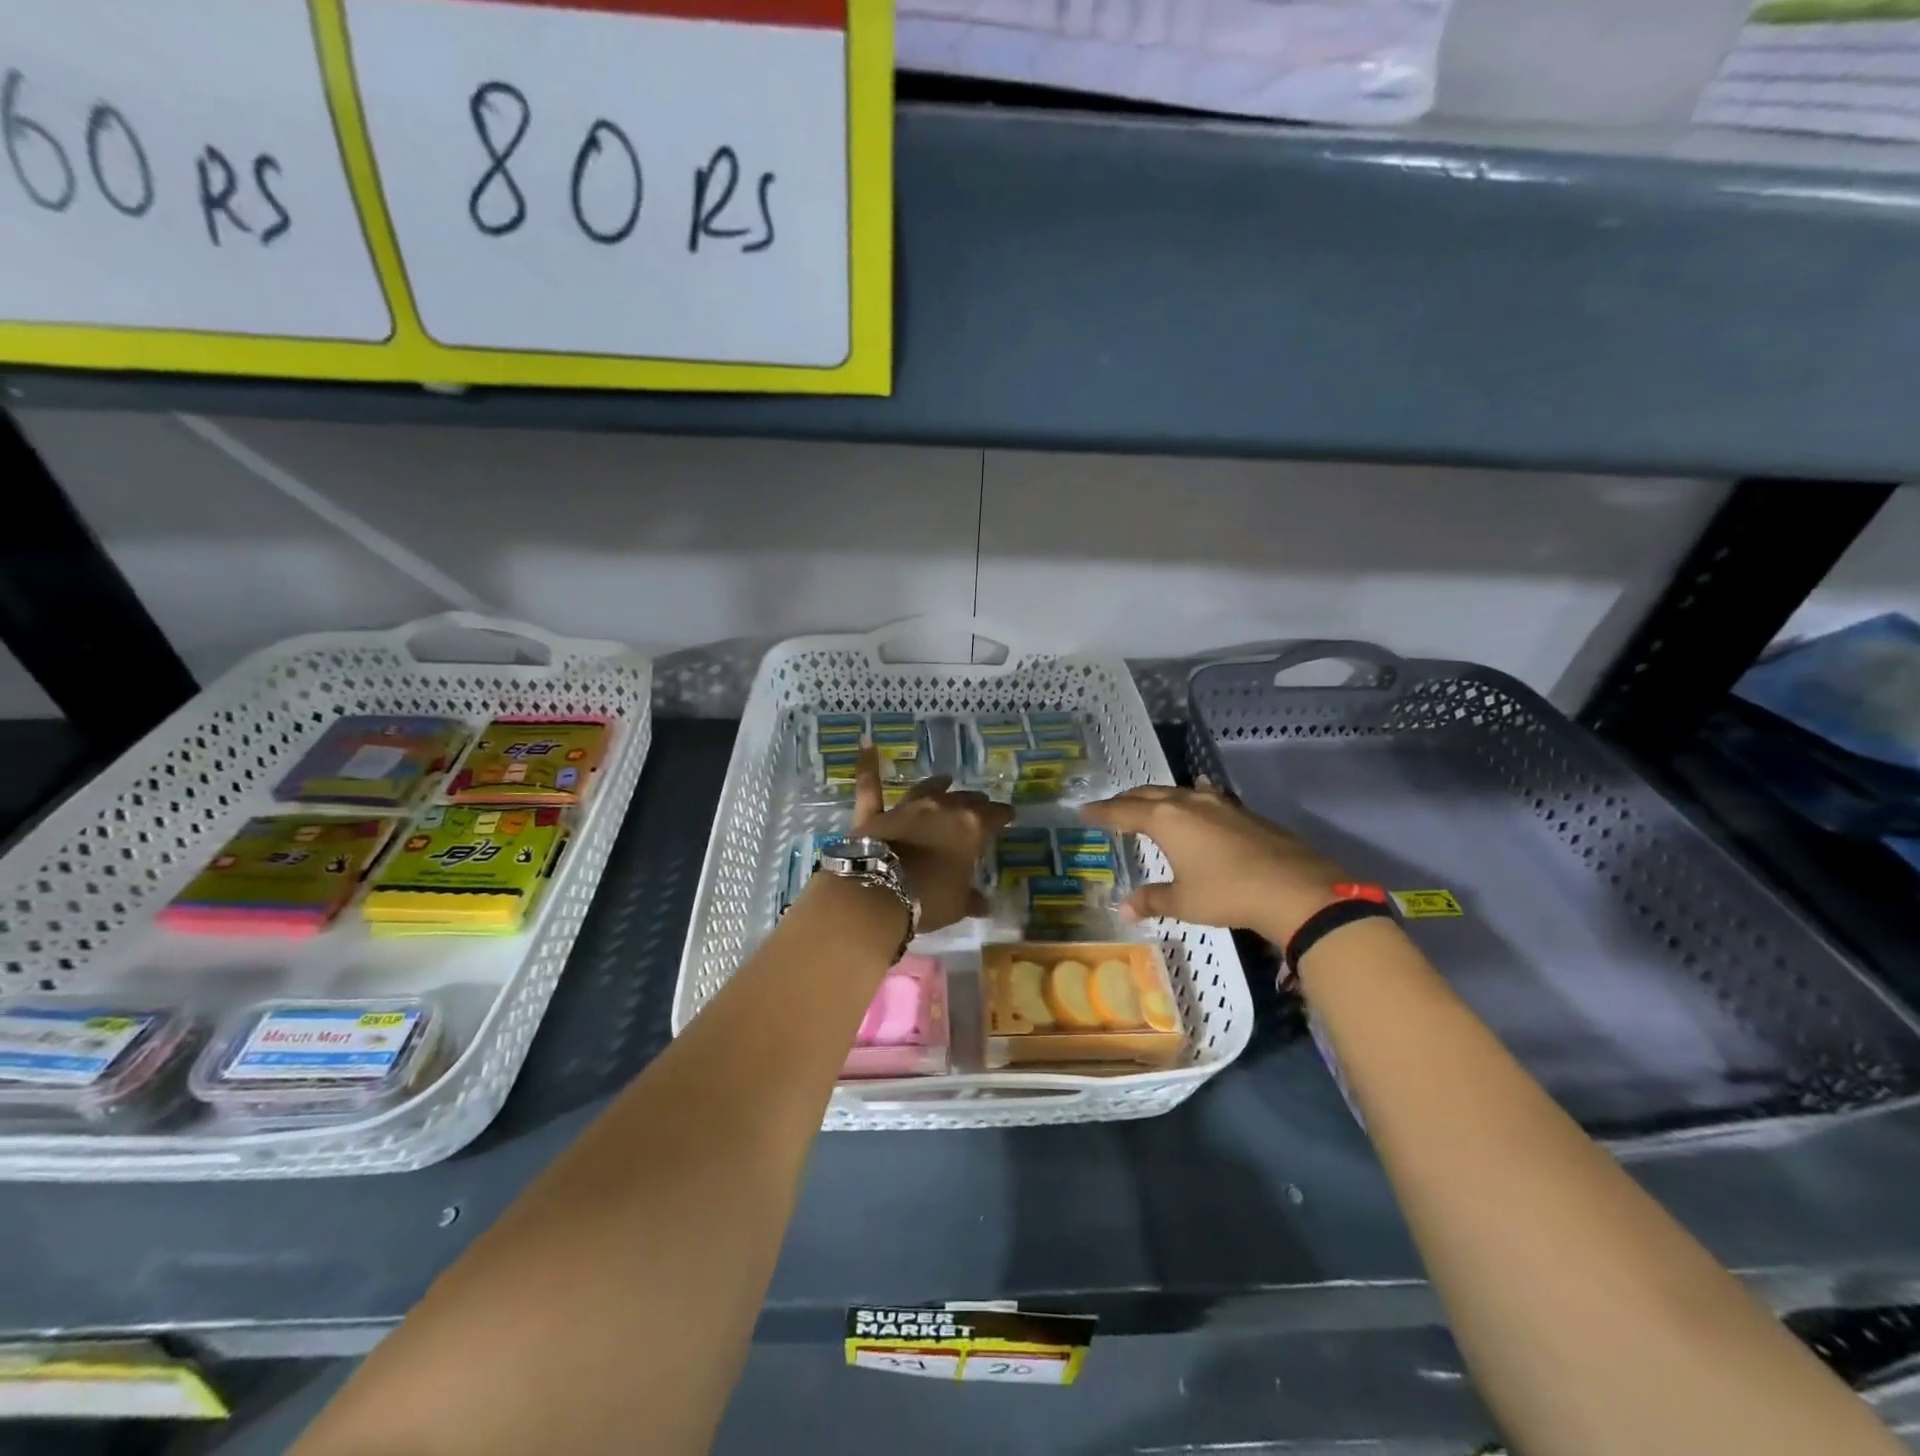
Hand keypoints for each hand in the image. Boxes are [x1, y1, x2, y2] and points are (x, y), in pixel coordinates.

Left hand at [853, 743, 1012, 932]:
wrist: (878, 893)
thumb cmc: (928, 900)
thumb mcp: (958, 905)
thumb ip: (971, 899)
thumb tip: (984, 904)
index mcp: (970, 828)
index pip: (994, 816)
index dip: (1003, 815)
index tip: (1009, 816)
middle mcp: (941, 809)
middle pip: (964, 799)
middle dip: (974, 802)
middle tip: (981, 805)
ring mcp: (906, 808)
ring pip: (927, 789)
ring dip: (938, 785)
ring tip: (946, 779)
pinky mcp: (875, 814)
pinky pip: (870, 786)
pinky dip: (868, 764)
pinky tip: (866, 743)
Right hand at [1081, 778, 1347, 943]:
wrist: (1294, 888)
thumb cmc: (1227, 894)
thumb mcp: (1184, 901)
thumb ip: (1152, 899)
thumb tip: (1124, 909)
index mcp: (1165, 820)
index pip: (1123, 811)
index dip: (1102, 812)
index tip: (1084, 811)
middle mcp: (1188, 803)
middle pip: (1148, 795)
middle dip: (1126, 801)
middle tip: (1110, 807)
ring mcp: (1218, 804)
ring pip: (1177, 793)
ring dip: (1157, 798)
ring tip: (1147, 804)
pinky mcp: (1242, 812)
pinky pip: (1204, 797)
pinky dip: (1190, 798)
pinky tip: (1198, 796)